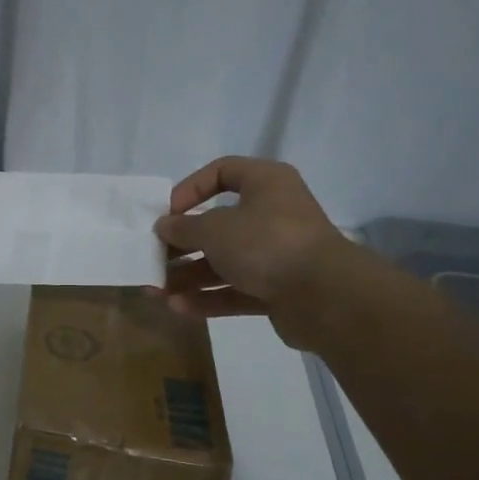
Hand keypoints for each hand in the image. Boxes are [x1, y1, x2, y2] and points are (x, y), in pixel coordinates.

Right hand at [149, 156, 368, 348]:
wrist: (324, 295)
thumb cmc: (266, 243)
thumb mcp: (214, 229)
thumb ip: (184, 227)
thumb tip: (164, 225)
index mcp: (265, 184)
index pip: (222, 172)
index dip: (190, 189)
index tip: (167, 212)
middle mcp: (273, 214)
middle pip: (218, 224)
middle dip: (183, 244)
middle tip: (154, 258)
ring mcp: (277, 254)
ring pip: (224, 261)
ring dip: (189, 276)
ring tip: (156, 291)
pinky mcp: (278, 289)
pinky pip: (236, 289)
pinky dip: (209, 298)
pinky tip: (178, 307)